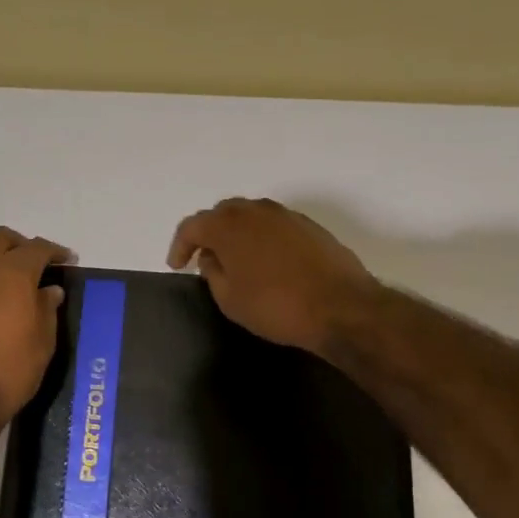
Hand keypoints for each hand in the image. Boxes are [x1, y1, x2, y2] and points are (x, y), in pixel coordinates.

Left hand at [0, 226, 70, 421]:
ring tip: (14, 302)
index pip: (36, 248)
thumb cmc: (10, 370)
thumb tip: (48, 291)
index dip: (54, 251)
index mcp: (12, 275)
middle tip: (35, 267)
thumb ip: (46, 310)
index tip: (67, 261)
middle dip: (19, 245)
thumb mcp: (42, 343)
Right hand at [166, 198, 378, 352]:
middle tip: (204, 258)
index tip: (177, 265)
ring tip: (235, 259)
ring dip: (237, 233)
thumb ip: (212, 273)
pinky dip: (261, 237)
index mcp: (229, 225)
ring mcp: (285, 215)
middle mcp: (255, 210)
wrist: (341, 307)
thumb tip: (211, 256)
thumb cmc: (276, 306)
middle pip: (222, 214)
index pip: (192, 226)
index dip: (180, 245)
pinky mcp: (309, 225)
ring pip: (250, 216)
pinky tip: (265, 260)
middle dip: (208, 233)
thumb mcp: (230, 299)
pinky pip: (273, 225)